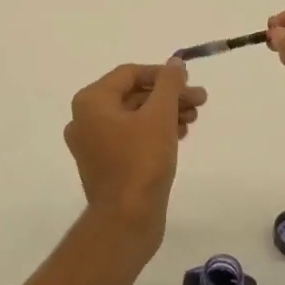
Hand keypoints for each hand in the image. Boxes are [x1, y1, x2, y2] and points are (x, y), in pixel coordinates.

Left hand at [64, 61, 205, 253]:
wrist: (127, 221)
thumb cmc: (141, 161)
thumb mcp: (160, 114)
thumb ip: (169, 84)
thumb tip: (174, 63)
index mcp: (91, 101)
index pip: (130, 74)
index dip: (162, 74)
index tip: (189, 81)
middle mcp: (85, 119)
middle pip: (133, 95)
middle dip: (168, 96)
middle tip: (199, 100)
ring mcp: (93, 144)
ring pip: (134, 117)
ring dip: (165, 113)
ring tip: (194, 119)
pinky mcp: (105, 165)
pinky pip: (130, 137)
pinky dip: (154, 132)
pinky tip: (179, 135)